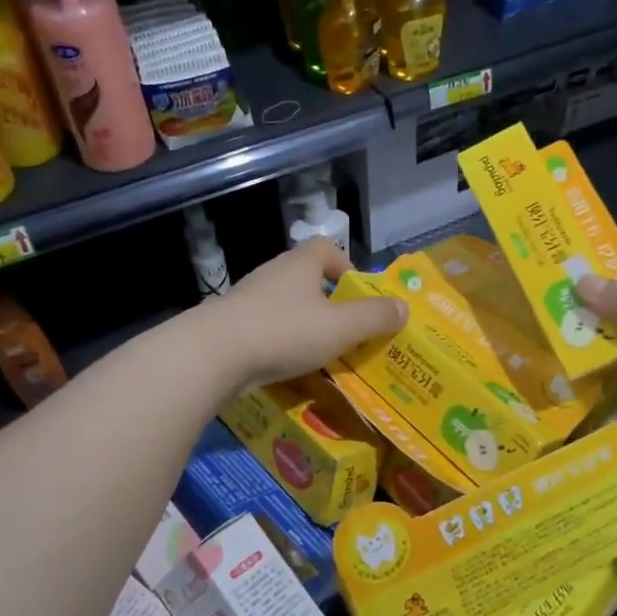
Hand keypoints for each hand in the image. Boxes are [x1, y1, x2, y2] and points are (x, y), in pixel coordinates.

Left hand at [201, 240, 406, 393]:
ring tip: (319, 354)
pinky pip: (264, 329)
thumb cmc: (284, 332)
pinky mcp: (229, 325)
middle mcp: (272, 274)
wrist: (212, 355)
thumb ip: (374, 317)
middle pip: (305, 278)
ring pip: (284, 306)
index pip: (326, 248)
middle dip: (327, 302)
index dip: (346, 266)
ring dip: (302, 325)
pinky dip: (279, 343)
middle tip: (344, 331)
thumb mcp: (340, 327)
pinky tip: (286, 367)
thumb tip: (403, 307)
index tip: (357, 295)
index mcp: (300, 264)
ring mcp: (247, 299)